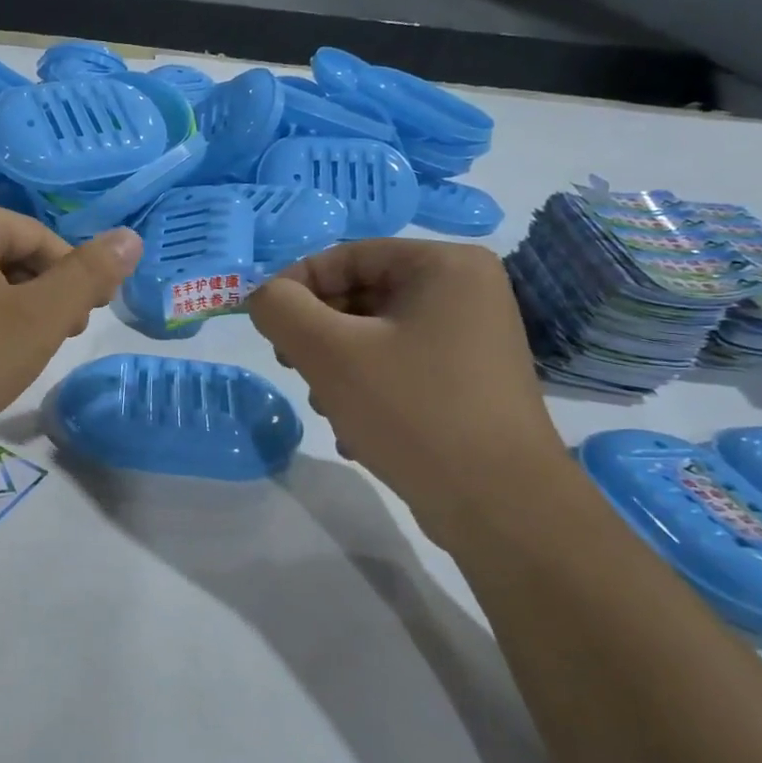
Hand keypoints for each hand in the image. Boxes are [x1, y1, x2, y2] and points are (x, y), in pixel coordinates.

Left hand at [0, 198, 141, 465]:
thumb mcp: (37, 320)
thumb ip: (88, 277)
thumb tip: (131, 237)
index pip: (40, 238)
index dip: (72, 280)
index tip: (82, 325)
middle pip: (7, 257)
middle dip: (40, 299)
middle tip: (51, 344)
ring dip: (8, 316)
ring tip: (14, 359)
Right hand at [247, 239, 565, 545]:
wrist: (500, 506)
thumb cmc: (412, 411)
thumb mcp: (329, 353)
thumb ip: (281, 310)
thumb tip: (262, 295)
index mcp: (444, 265)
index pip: (347, 256)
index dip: (296, 286)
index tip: (265, 325)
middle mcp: (466, 292)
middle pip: (361, 297)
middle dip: (318, 335)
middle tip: (293, 368)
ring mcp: (472, 340)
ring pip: (375, 337)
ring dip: (337, 369)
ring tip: (331, 409)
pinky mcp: (470, 383)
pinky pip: (400, 369)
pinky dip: (368, 391)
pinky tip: (356, 433)